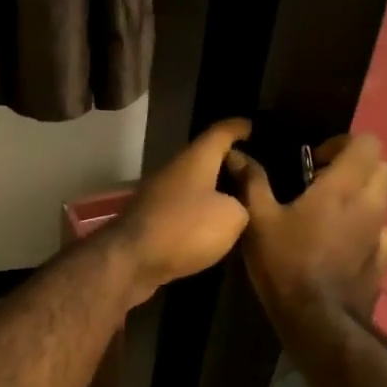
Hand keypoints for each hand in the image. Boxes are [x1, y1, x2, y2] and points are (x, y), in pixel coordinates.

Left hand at [111, 119, 252, 305]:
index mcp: (195, 159)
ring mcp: (159, 195)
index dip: (238, 127)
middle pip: (205, 158)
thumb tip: (235, 207)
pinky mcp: (151, 219)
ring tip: (240, 202)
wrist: (131, 260)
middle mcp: (174, 170)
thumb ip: (243, 205)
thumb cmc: (185, 229)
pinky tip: (214, 227)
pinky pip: (184, 208)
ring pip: (194, 184)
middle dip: (228, 162)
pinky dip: (200, 212)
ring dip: (214, 190)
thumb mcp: (232, 217)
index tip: (252, 126)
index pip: (220, 132)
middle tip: (254, 173)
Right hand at [227, 134, 386, 327]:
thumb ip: (251, 182)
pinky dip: (373, 227)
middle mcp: (370, 203)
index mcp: (342, 187)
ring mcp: (382, 233)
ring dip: (364, 195)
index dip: (342, 143)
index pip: (367, 142)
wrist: (317, 320)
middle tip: (322, 181)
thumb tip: (237, 153)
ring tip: (331, 212)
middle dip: (356, 166)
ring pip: (386, 198)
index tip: (314, 160)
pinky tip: (349, 240)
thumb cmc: (286, 264)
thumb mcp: (258, 221)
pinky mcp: (385, 259)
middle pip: (383, 166)